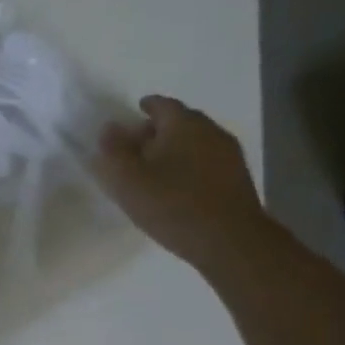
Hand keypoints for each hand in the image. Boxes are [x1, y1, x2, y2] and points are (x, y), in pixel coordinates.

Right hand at [93, 96, 272, 271]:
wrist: (228, 239)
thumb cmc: (171, 204)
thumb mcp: (127, 180)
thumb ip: (113, 151)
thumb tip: (109, 127)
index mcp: (184, 125)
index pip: (162, 105)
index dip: (146, 107)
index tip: (133, 113)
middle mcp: (210, 131)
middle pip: (181, 121)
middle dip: (158, 128)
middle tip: (136, 143)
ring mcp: (228, 154)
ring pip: (194, 142)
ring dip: (174, 148)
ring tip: (153, 167)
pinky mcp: (235, 177)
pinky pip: (205, 160)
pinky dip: (187, 164)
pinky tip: (176, 183)